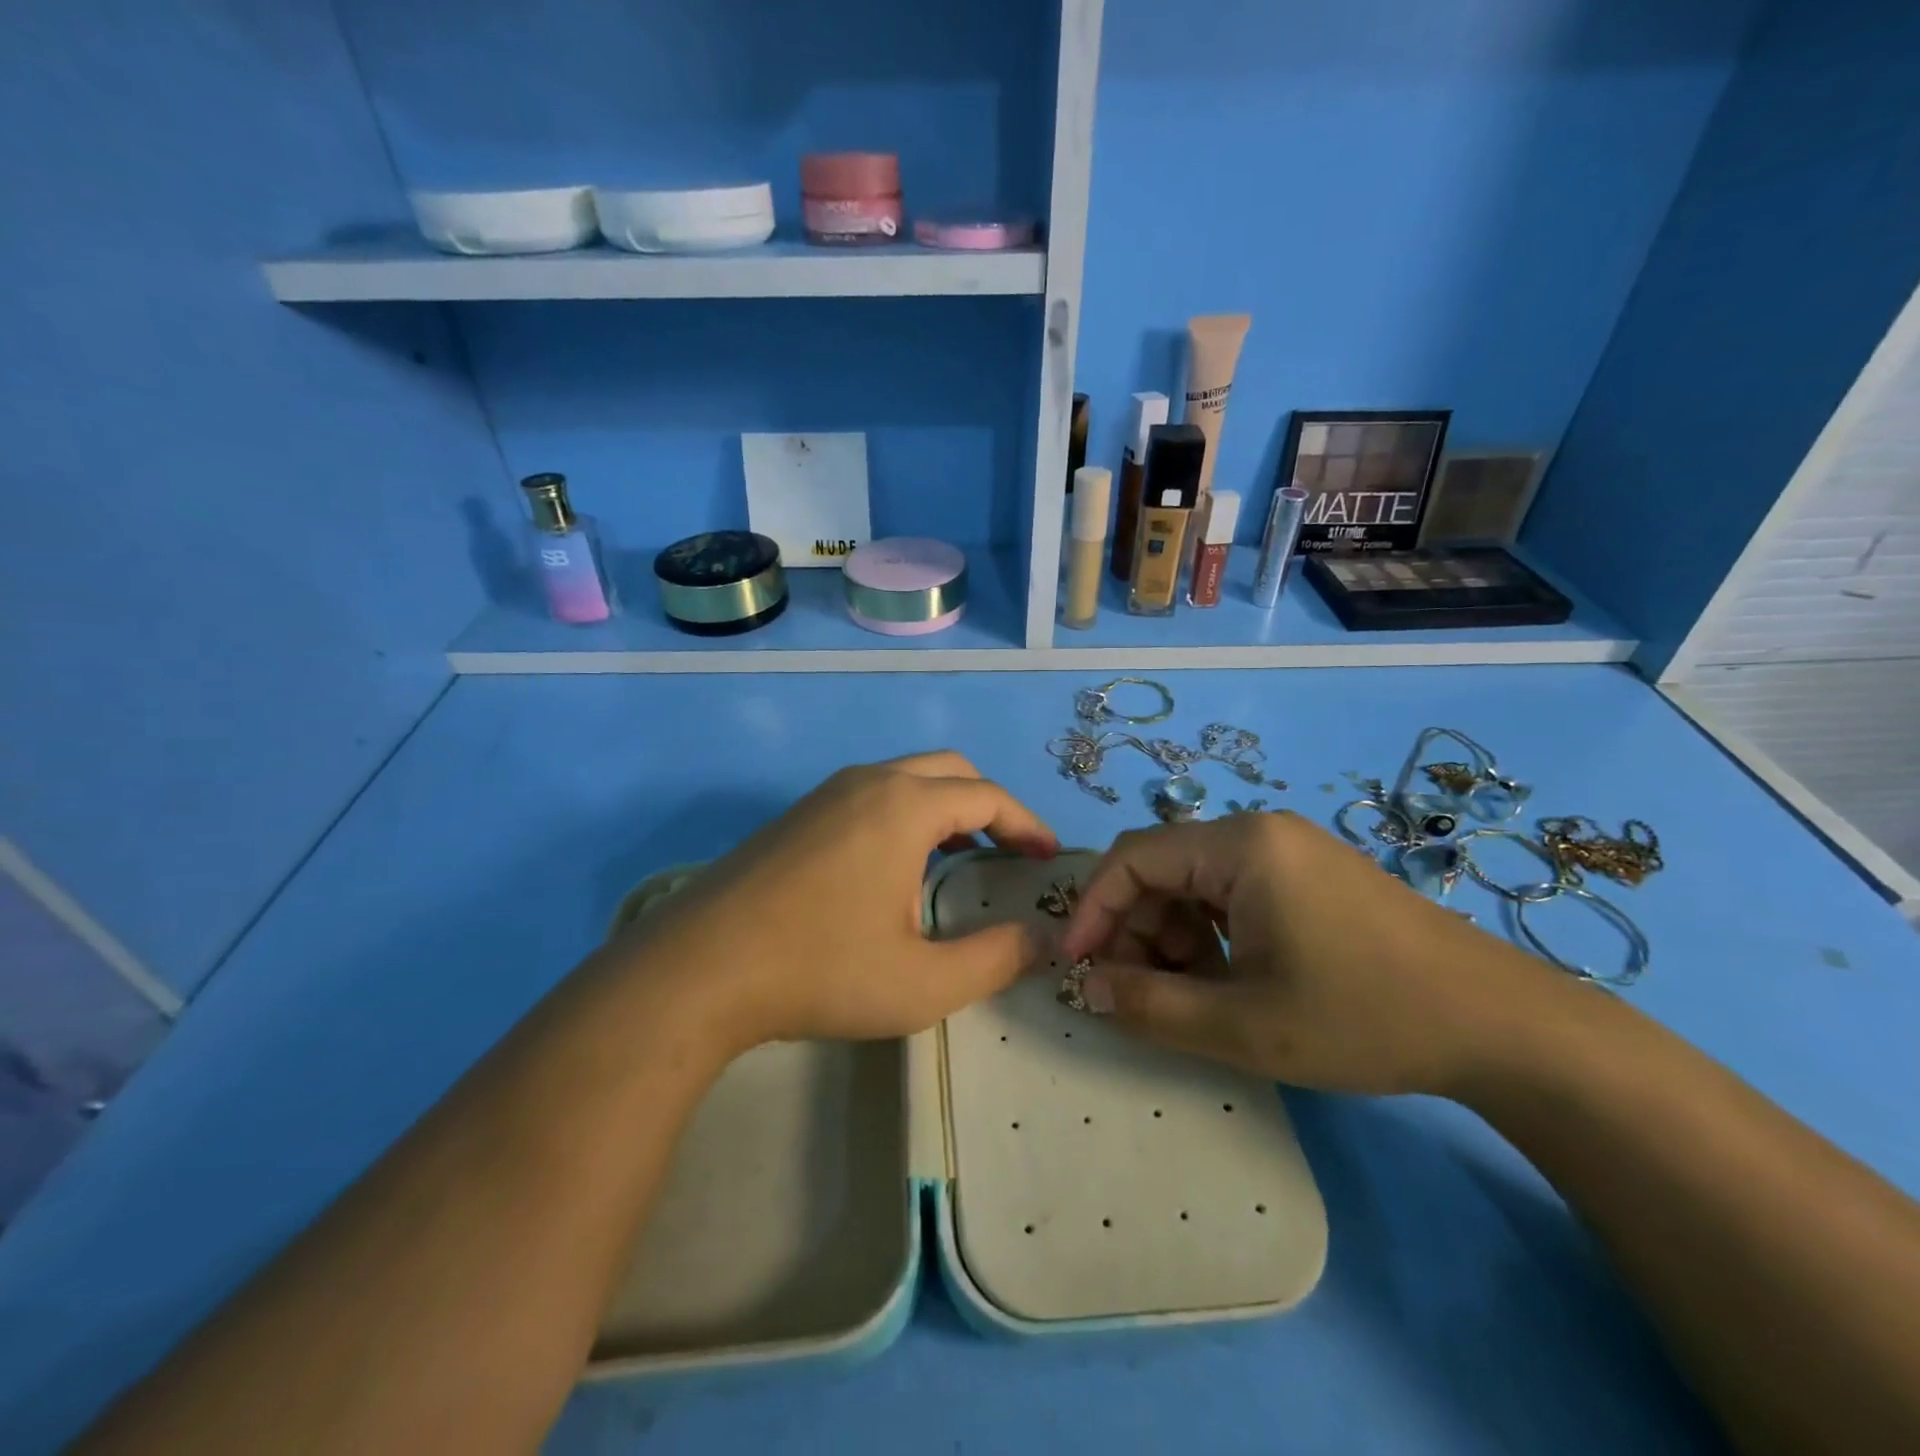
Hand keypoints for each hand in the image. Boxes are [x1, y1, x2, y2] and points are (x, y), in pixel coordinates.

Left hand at [623, 752, 1057, 1053]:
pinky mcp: (797, 815)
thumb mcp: (923, 983)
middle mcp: (868, 782)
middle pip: (950, 771)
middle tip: (1010, 853)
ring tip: (961, 860)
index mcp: (905, 806)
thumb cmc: (821, 970)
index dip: (1027, 824)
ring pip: (906, 778)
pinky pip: (871, 794)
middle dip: (989, 806)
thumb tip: (1042, 940)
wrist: (698, 969)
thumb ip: (994, 959)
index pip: (987, 797)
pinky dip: (906, 814)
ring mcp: (826, 793)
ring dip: (945, 807)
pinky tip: (896, 867)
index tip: (1048, 857)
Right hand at [1059, 811, 1563, 1096]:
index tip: (1076, 966)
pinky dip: (1212, 934)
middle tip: (1141, 993)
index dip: (1094, 909)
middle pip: (1163, 867)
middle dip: (1137, 929)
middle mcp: (1259, 832)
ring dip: (1174, 935)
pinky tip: (1234, 980)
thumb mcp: (1244, 1025)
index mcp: (1240, 845)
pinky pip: (1233, 892)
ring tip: (1195, 995)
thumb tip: (1086, 988)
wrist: (1504, 1027)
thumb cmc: (1364, 1017)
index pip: (1132, 857)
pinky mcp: (1311, 875)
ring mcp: (1290, 851)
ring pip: (1196, 882)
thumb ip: (1150, 1007)